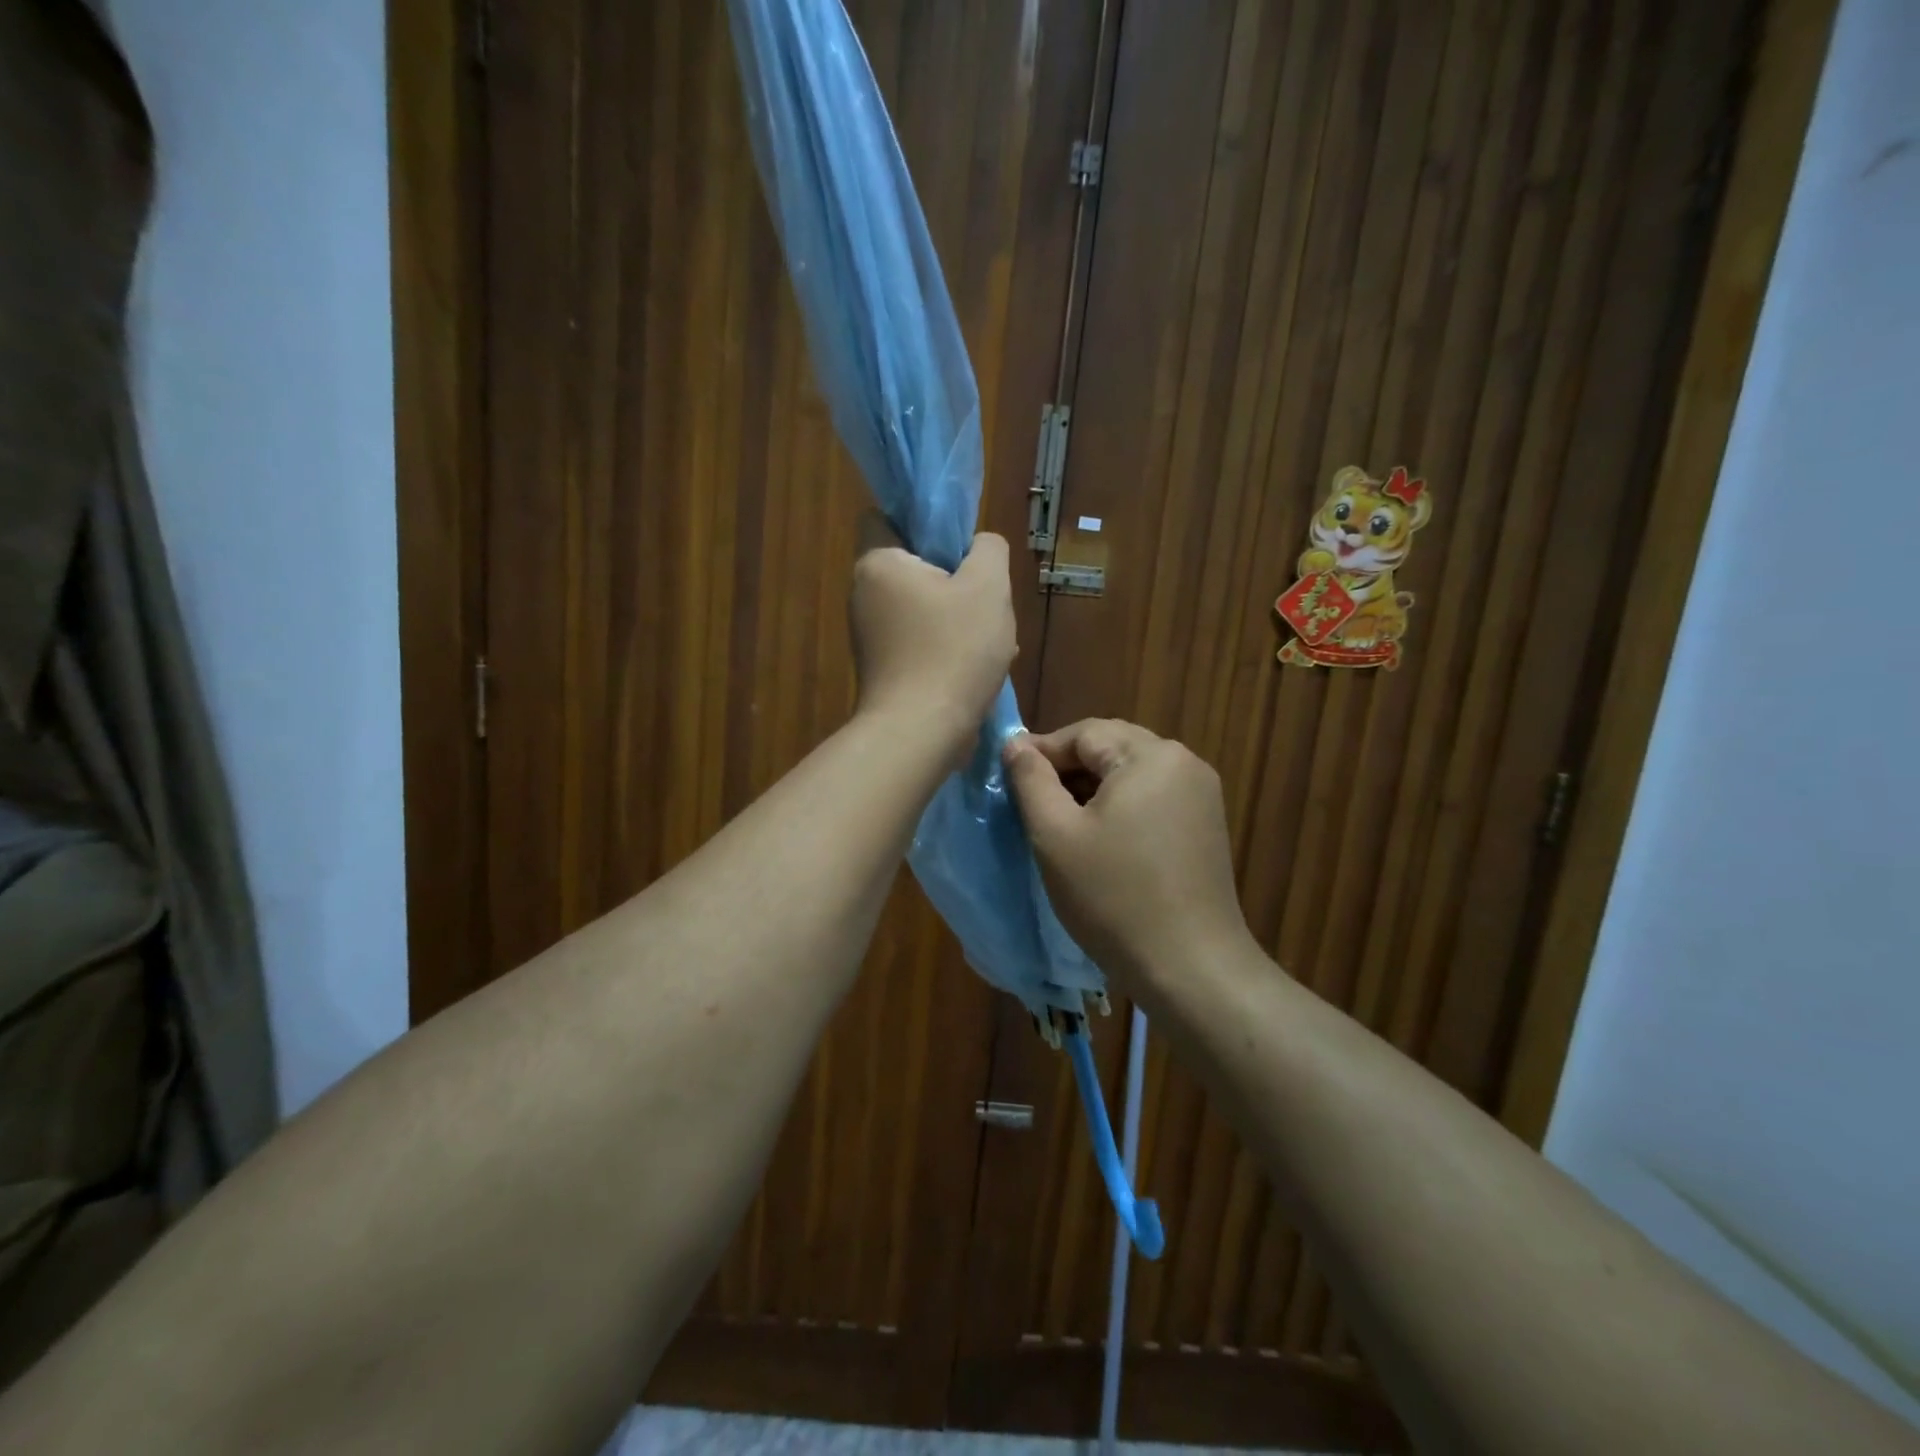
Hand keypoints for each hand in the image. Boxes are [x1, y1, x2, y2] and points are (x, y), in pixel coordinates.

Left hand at [849, 517, 1015, 758]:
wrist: (922, 733)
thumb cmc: (954, 650)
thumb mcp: (988, 586)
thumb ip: (988, 549)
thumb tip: (981, 544)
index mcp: (877, 565)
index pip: (886, 517)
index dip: (924, 521)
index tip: (960, 544)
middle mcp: (863, 596)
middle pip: (912, 567)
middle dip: (953, 577)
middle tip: (986, 595)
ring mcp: (870, 637)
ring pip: (922, 608)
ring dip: (957, 616)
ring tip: (993, 637)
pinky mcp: (883, 669)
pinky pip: (919, 641)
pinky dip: (947, 647)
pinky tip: (979, 667)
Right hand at [1003, 719, 1250, 985]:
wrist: (1190, 967)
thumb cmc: (1114, 897)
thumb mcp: (1055, 835)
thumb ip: (1031, 780)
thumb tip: (1016, 744)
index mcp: (1151, 755)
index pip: (1083, 733)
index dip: (1041, 752)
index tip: (1007, 777)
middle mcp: (1184, 763)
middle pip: (1111, 747)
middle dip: (1067, 769)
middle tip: (1029, 800)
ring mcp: (1201, 795)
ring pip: (1131, 773)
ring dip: (1092, 788)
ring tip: (1058, 820)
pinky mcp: (1206, 825)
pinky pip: (1152, 797)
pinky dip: (1120, 806)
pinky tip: (1098, 838)